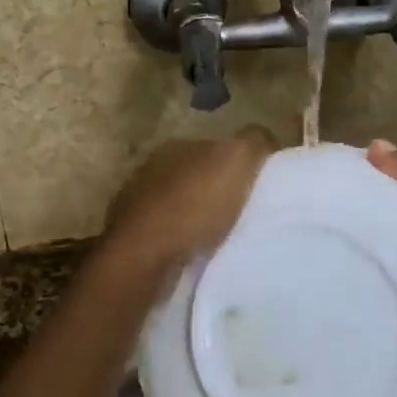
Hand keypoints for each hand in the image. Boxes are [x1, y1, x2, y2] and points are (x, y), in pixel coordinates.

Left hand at [101, 127, 276, 278]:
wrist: (143, 258)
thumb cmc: (192, 206)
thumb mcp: (236, 160)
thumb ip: (253, 143)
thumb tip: (264, 139)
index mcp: (175, 147)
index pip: (213, 147)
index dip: (236, 164)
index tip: (256, 185)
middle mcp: (151, 170)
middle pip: (195, 177)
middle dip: (216, 191)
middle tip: (243, 213)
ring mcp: (136, 205)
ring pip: (179, 207)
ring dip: (197, 218)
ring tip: (223, 238)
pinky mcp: (132, 240)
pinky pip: (167, 235)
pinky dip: (182, 242)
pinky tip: (197, 255)